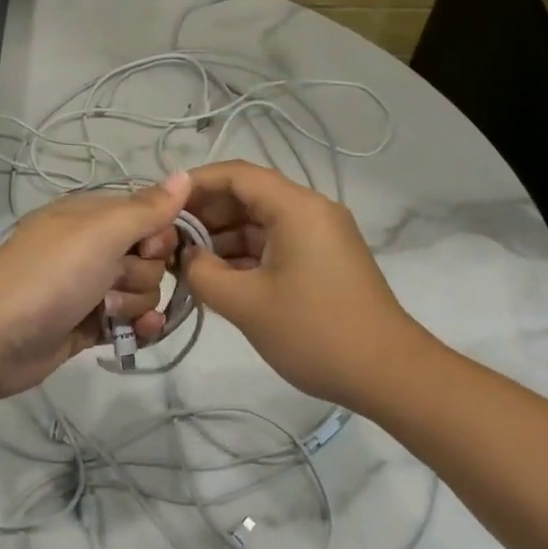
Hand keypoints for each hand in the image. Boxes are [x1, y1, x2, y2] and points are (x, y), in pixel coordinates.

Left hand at [0, 175, 189, 398]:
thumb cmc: (49, 276)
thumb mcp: (100, 233)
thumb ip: (147, 209)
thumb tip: (186, 174)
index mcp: (91, 215)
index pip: (149, 215)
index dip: (159, 235)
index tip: (149, 249)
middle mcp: (91, 247)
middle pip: (149, 257)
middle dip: (141, 274)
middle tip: (112, 282)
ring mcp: (89, 287)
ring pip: (142, 291)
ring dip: (133, 304)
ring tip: (104, 313)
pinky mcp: (88, 324)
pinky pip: (131, 321)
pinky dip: (138, 327)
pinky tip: (140, 333)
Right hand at [178, 161, 420, 409]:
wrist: (387, 373)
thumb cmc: (314, 332)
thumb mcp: (246, 304)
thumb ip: (203, 272)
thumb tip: (187, 257)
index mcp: (296, 208)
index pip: (236, 175)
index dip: (195, 185)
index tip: (160, 206)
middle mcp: (310, 211)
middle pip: (248, 196)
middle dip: (205, 216)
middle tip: (166, 241)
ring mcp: (320, 236)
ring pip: (260, 223)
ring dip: (222, 239)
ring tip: (183, 264)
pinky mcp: (323, 260)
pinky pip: (275, 245)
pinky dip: (244, 256)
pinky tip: (216, 278)